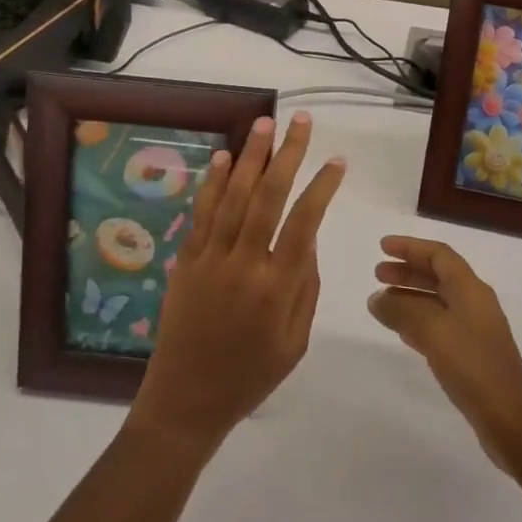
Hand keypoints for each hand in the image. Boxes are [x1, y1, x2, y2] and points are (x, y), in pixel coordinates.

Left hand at [129, 112, 344, 454]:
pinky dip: (215, 183)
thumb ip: (306, 286)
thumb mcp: (295, 341)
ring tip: (264, 123)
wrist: (184, 400)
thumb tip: (308, 238)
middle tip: (299, 121)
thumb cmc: (249, 376)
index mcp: (276, 288)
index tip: (336, 160)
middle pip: (269, 197)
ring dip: (251, 156)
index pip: (304, 222)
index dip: (322, 187)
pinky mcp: (187, 260)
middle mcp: (244, 264)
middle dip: (286, 154)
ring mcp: (211, 259)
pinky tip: (226, 158)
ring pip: (234, 196)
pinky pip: (203, 213)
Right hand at [369, 236, 521, 475]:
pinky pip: (440, 325)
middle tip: (378, 274)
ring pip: (437, 301)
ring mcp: (475, 330)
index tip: (383, 247)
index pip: (439, 255)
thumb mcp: (433, 332)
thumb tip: (377, 299)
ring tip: (382, 302)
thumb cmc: (473, 366)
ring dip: (410, 296)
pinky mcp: (472, 355)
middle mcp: (475, 303)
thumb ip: (402, 311)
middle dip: (408, 270)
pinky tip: (402, 332)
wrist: (511, 420)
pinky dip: (418, 321)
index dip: (411, 247)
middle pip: (438, 275)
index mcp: (471, 289)